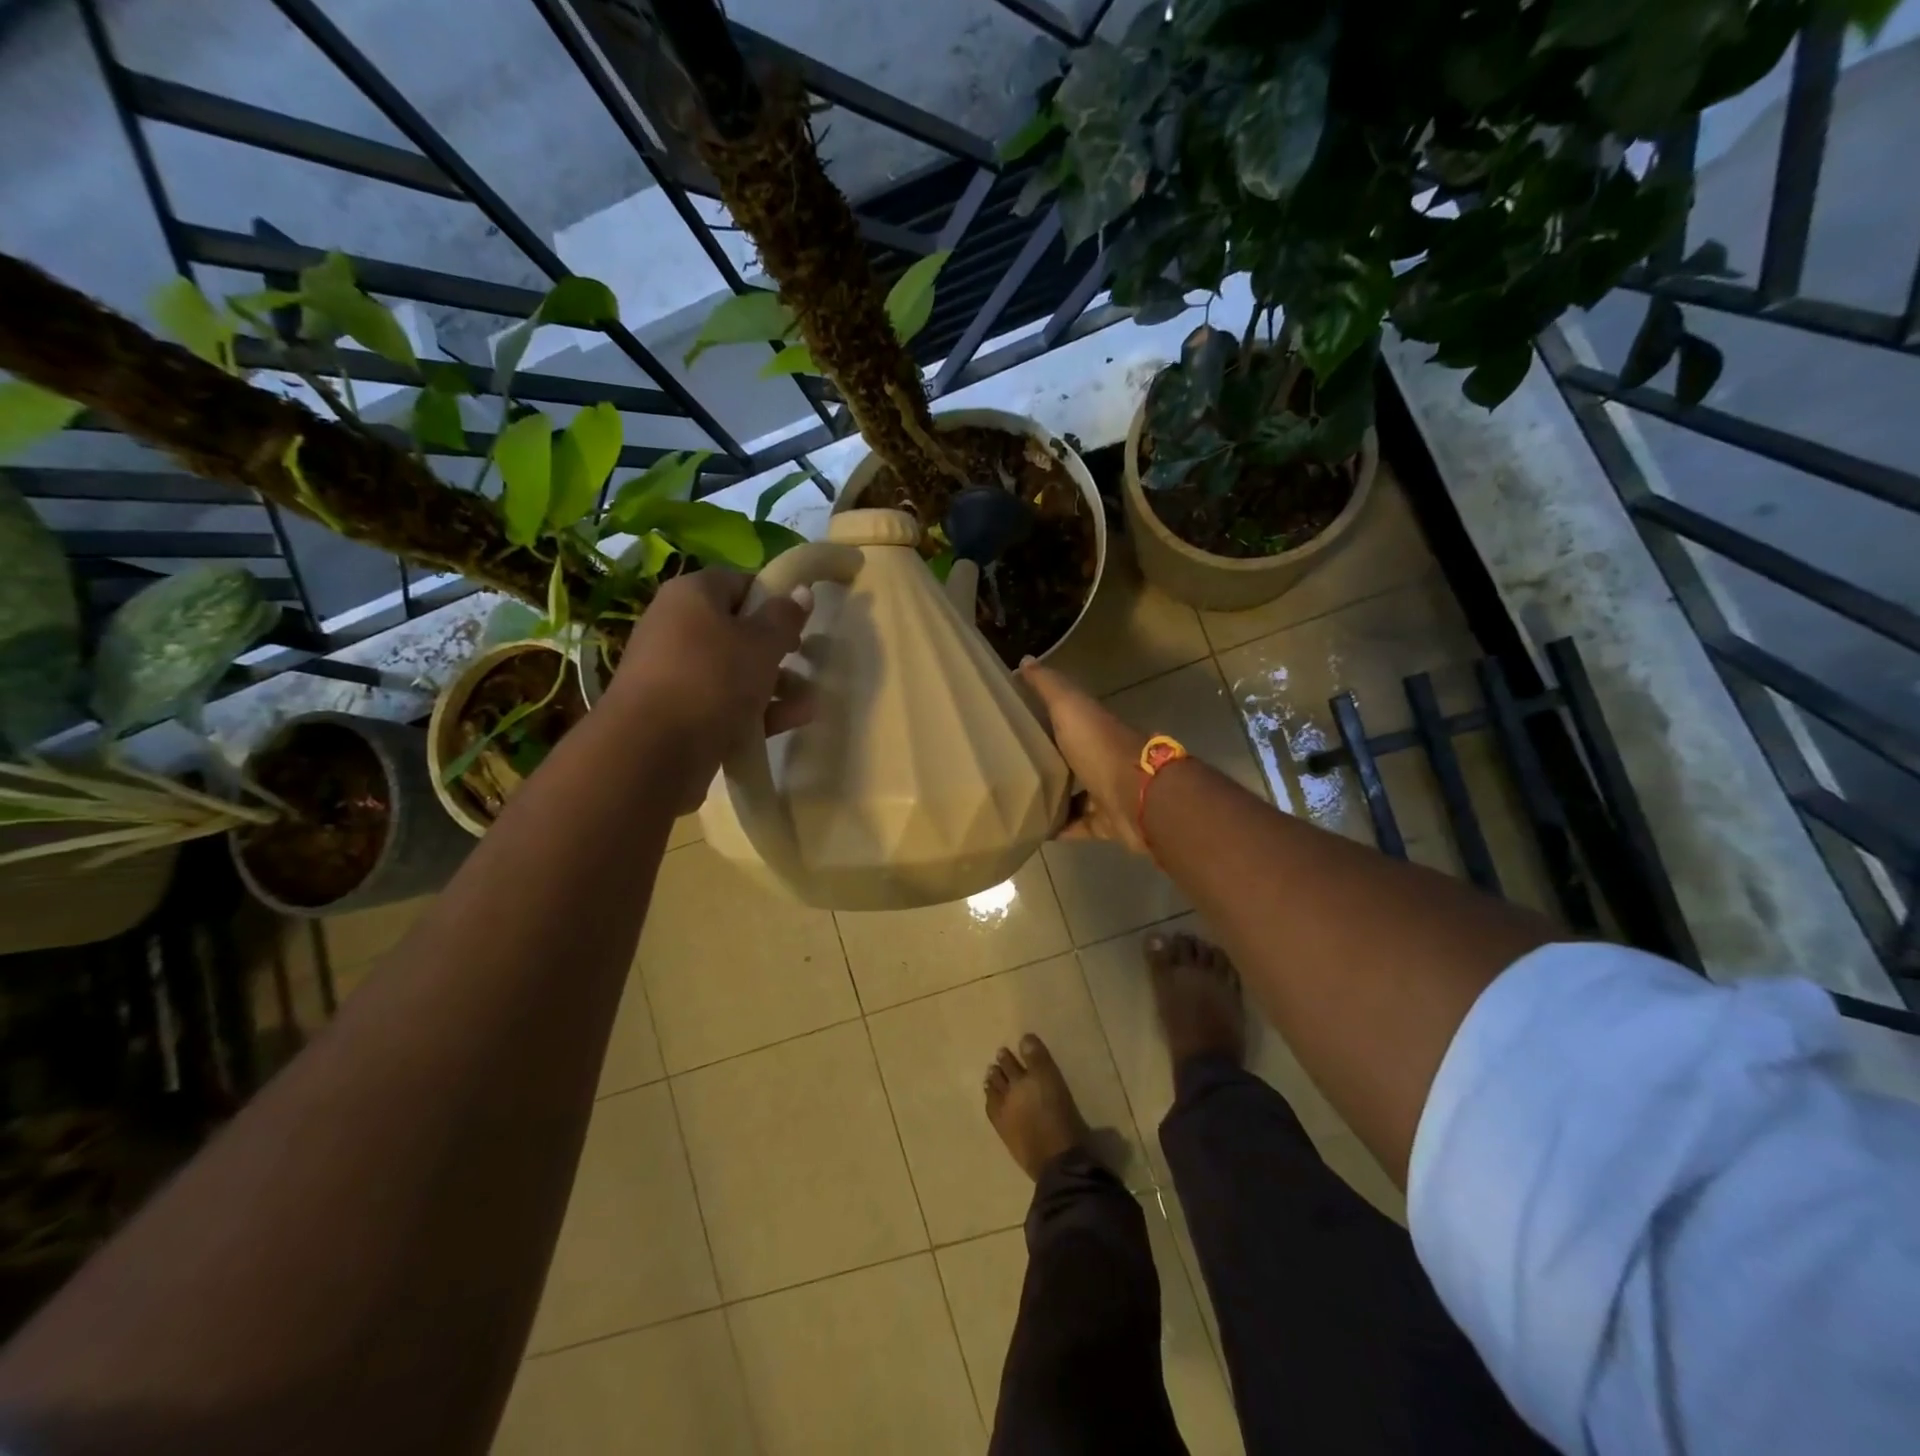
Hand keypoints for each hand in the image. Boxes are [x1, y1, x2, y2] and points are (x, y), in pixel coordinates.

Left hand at [605, 569, 813, 812]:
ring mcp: (673, 672)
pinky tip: (790, 723)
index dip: (771, 598)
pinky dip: (755, 711)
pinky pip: (722, 703)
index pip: (737, 582)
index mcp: (691, 595)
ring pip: (732, 671)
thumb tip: (800, 590)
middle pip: (735, 629)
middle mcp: (675, 627)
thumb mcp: (761, 644)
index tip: (800, 621)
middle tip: (804, 660)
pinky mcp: (676, 713)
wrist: (651, 750)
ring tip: (807, 702)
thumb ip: (784, 617)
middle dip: (775, 648)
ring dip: (772, 684)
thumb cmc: (712, 679)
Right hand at [1017, 658, 1149, 852]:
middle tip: (1005, 765)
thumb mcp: (1070, 707)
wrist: (1138, 797)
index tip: (1012, 721)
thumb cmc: (1100, 747)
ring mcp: (1106, 791)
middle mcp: (1101, 757)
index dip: (1043, 717)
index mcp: (1093, 727)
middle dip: (1045, 760)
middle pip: (1069, 757)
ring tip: (1015, 798)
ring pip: (1074, 793)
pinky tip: (1032, 829)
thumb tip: (1025, 660)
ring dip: (1051, 796)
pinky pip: (1078, 825)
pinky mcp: (1106, 822)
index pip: (1066, 718)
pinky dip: (1059, 827)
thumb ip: (1049, 686)